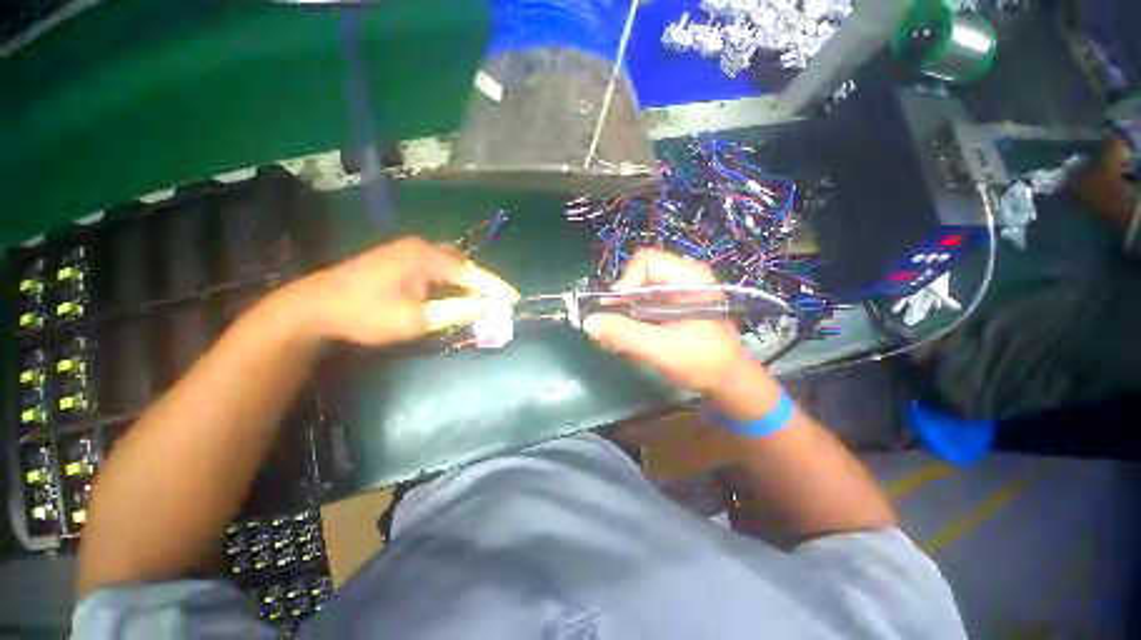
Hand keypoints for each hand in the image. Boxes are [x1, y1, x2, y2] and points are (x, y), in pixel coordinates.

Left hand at [292, 237, 518, 345]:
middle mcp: (420, 248)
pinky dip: (449, 281)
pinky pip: (435, 267)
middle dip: (481, 282)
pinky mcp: (397, 260)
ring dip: (465, 282)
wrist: (314, 308)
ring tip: (480, 298)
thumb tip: (488, 308)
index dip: (494, 287)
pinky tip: (452, 293)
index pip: (471, 273)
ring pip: (448, 265)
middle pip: (462, 264)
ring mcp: (406, 252)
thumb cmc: (366, 314)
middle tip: (496, 299)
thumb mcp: (417, 319)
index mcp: (426, 258)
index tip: (514, 298)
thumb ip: (457, 311)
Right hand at [581, 248, 750, 393]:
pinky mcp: (677, 304)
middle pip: (641, 274)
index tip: (616, 309)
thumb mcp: (661, 350)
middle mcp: (686, 277)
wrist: (731, 381)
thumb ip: (624, 334)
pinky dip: (635, 315)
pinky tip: (634, 334)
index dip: (625, 282)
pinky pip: (648, 300)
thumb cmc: (703, 363)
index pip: (646, 262)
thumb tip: (589, 321)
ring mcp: (682, 290)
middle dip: (624, 298)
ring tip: (623, 332)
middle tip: (617, 323)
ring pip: (641, 288)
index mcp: (690, 278)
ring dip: (627, 308)